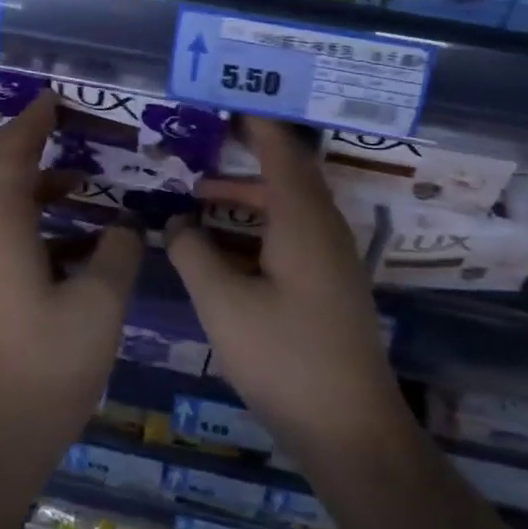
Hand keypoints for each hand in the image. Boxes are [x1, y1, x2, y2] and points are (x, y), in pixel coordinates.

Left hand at [0, 90, 142, 503]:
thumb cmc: (43, 369)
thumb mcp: (99, 308)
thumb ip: (119, 255)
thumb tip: (127, 228)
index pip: (12, 152)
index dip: (34, 121)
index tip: (55, 99)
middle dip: (14, 139)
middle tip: (56, 130)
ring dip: (23, 181)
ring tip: (76, 183)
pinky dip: (23, 217)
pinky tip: (70, 241)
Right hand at [165, 116, 410, 466]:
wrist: (351, 430)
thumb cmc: (285, 358)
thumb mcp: (223, 304)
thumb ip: (193, 253)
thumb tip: (176, 221)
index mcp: (302, 220)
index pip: (279, 149)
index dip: (254, 121)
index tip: (225, 98)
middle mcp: (323, 228)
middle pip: (287, 171)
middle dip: (247, 151)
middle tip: (206, 136)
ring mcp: (331, 258)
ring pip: (289, 205)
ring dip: (249, 192)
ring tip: (201, 191)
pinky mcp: (330, 284)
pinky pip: (292, 232)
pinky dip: (259, 222)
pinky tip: (226, 243)